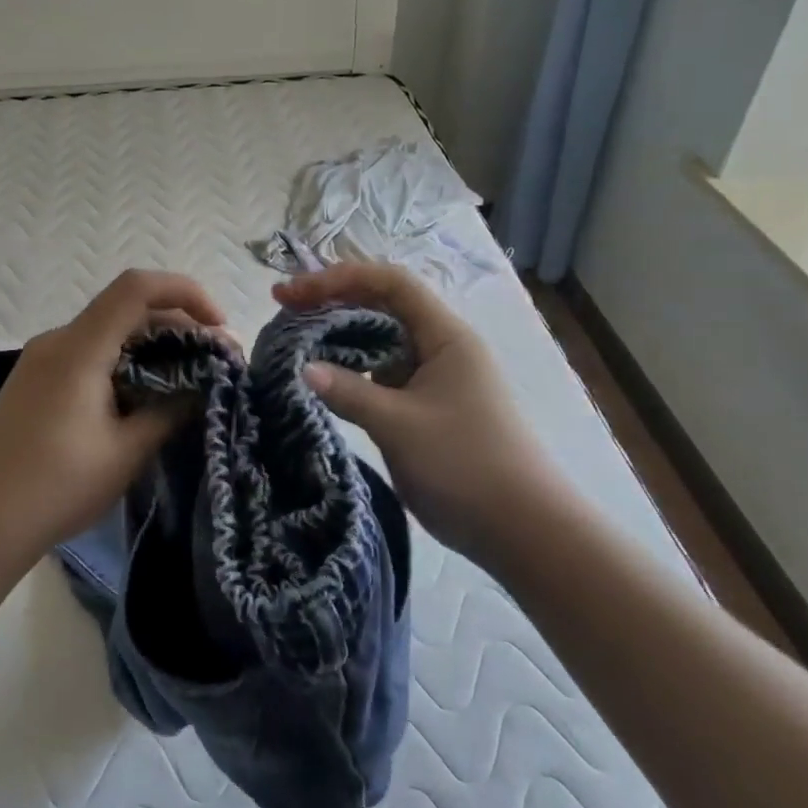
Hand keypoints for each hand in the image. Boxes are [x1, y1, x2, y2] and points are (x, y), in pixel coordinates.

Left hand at [0, 269, 225, 567]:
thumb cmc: (58, 487)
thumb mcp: (126, 452)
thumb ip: (170, 411)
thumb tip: (201, 387)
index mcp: (78, 349)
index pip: (136, 289)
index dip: (185, 292)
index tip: (218, 327)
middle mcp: (57, 341)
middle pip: (125, 308)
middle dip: (177, 325)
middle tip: (214, 360)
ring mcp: (41, 359)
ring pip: (107, 331)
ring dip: (151, 344)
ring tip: (186, 377)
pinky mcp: (35, 379)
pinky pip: (88, 351)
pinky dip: (124, 359)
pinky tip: (142, 392)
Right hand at [272, 262, 563, 556]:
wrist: (522, 529)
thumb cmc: (465, 466)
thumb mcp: (399, 426)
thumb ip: (348, 392)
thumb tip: (301, 368)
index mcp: (444, 336)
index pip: (389, 283)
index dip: (339, 278)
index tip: (293, 292)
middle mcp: (440, 346)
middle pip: (382, 305)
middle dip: (333, 301)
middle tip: (285, 309)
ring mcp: (434, 377)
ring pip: (380, 340)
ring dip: (340, 335)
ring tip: (296, 340)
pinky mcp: (427, 405)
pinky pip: (382, 373)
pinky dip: (351, 369)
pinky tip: (324, 379)